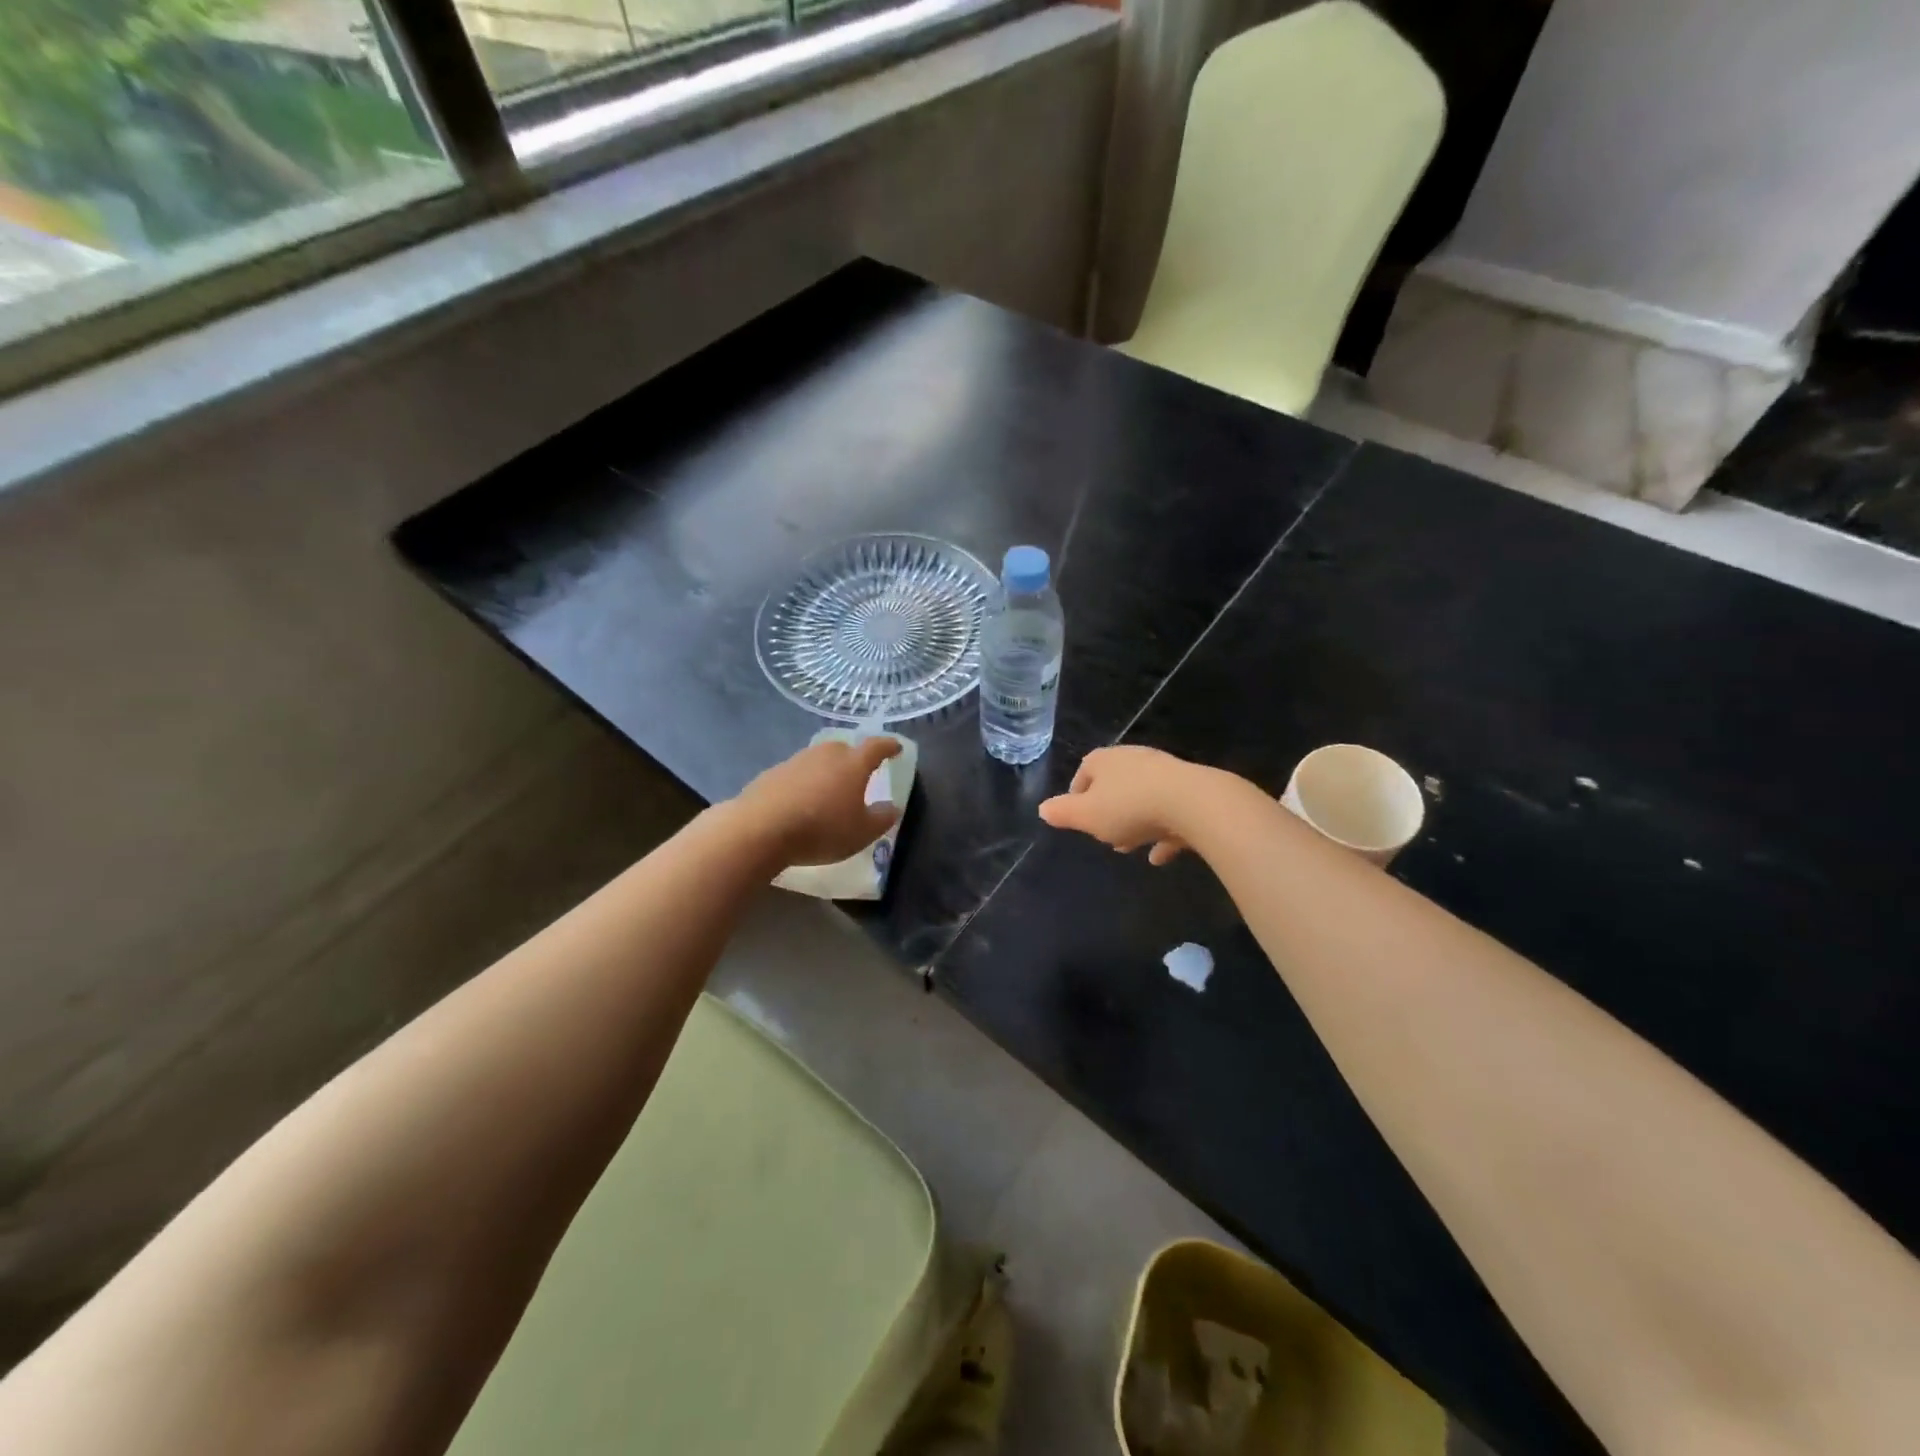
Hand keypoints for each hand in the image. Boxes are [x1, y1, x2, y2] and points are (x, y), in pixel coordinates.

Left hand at [734, 736, 902, 866]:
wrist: (760, 829)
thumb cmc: (821, 829)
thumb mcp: (862, 833)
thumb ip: (881, 818)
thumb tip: (892, 807)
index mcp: (853, 763)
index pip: (876, 747)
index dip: (888, 746)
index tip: (896, 748)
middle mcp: (825, 754)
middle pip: (845, 749)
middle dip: (854, 759)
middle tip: (859, 775)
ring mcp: (795, 761)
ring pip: (818, 760)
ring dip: (827, 771)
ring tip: (828, 791)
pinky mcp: (771, 773)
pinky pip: (797, 774)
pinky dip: (804, 783)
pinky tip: (800, 802)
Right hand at [1039, 745, 1211, 865]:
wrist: (1192, 802)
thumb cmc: (1129, 807)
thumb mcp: (1086, 816)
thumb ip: (1063, 813)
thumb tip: (1043, 809)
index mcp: (1104, 761)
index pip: (1084, 773)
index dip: (1077, 796)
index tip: (1078, 818)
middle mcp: (1133, 760)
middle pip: (1115, 785)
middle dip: (1109, 812)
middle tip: (1105, 836)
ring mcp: (1164, 773)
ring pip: (1143, 798)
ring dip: (1137, 822)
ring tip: (1132, 847)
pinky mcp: (1190, 791)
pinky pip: (1171, 813)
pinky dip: (1163, 832)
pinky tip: (1160, 856)